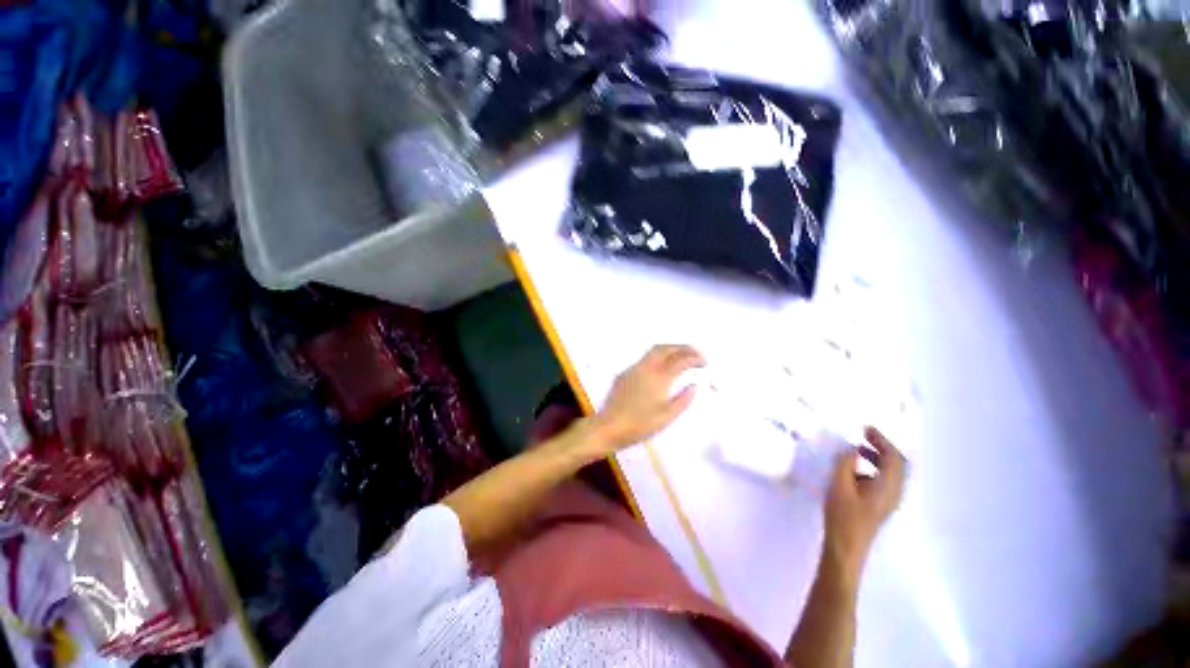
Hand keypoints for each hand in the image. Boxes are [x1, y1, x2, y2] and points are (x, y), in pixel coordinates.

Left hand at [589, 345, 705, 453]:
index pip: (680, 361)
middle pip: (667, 349)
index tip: (704, 361)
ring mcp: (634, 368)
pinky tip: (661, 366)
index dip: (694, 358)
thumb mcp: (667, 417)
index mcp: (659, 378)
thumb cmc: (641, 425)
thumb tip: (693, 385)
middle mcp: (647, 367)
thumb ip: (683, 400)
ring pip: (654, 351)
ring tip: (680, 355)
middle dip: (682, 347)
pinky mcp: (625, 373)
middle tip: (694, 352)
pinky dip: (658, 357)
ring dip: (669, 349)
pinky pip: (644, 359)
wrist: (610, 426)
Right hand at [823, 427, 906, 571]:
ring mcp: (889, 500)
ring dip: (877, 457)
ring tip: (857, 448)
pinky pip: (883, 480)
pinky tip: (853, 469)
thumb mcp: (839, 485)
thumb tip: (851, 448)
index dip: (882, 440)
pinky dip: (872, 468)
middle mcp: (894, 492)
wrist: (846, 547)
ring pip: (891, 473)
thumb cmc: (843, 515)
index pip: (894, 457)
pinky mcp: (880, 505)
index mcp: (888, 486)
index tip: (865, 428)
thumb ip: (846, 463)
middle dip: (882, 447)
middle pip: (897, 464)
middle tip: (863, 434)